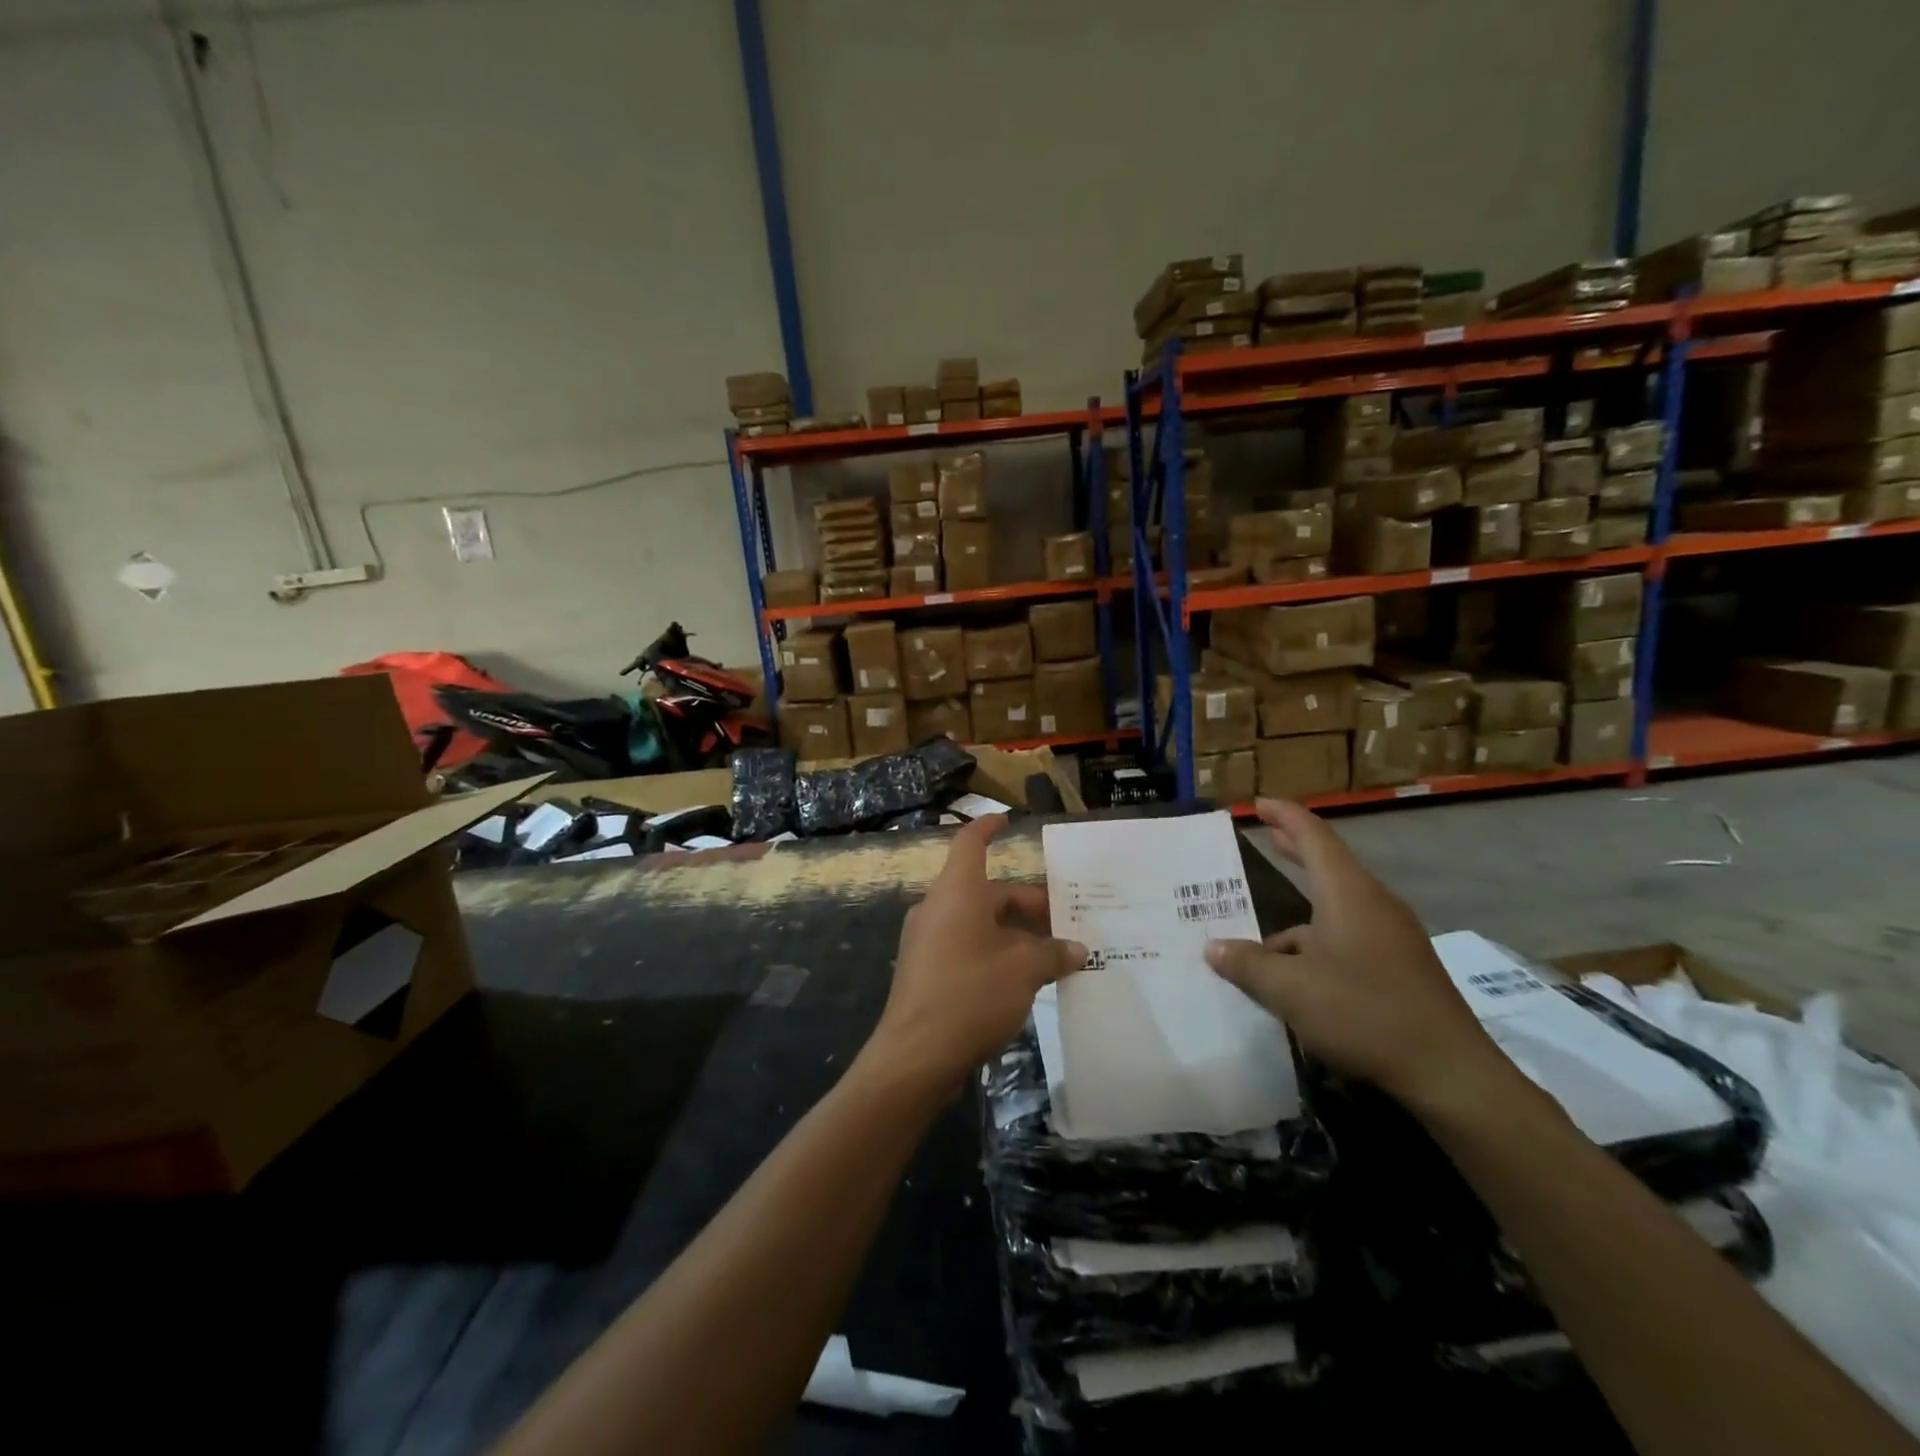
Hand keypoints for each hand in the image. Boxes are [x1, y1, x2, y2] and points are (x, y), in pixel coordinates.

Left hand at [864, 815, 1087, 1096]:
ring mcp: (927, 940)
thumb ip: (1052, 954)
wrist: (915, 1055)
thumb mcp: (1023, 971)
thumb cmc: (970, 995)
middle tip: (1063, 922)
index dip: (988, 827)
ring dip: (1013, 933)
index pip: (970, 843)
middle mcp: (938, 908)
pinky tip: (1022, 980)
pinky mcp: (925, 971)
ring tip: (1051, 955)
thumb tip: (1077, 950)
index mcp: (957, 892)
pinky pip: (966, 946)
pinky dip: (994, 952)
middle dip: (1025, 904)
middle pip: (985, 891)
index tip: (1006, 820)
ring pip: (978, 922)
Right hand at [1202, 798, 1514, 1114]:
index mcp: (1348, 894)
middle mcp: (1373, 905)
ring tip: (1261, 941)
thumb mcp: (1291, 990)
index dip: (1285, 816)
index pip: (1313, 837)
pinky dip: (1317, 943)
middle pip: (1329, 864)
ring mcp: (1392, 936)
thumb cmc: (1364, 1014)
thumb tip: (1214, 948)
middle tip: (1268, 834)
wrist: (1450, 1074)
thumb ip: (1248, 965)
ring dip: (1299, 915)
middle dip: (1296, 848)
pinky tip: (1297, 977)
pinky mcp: (1401, 966)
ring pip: (1336, 909)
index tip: (1259, 803)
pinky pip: (1349, 937)